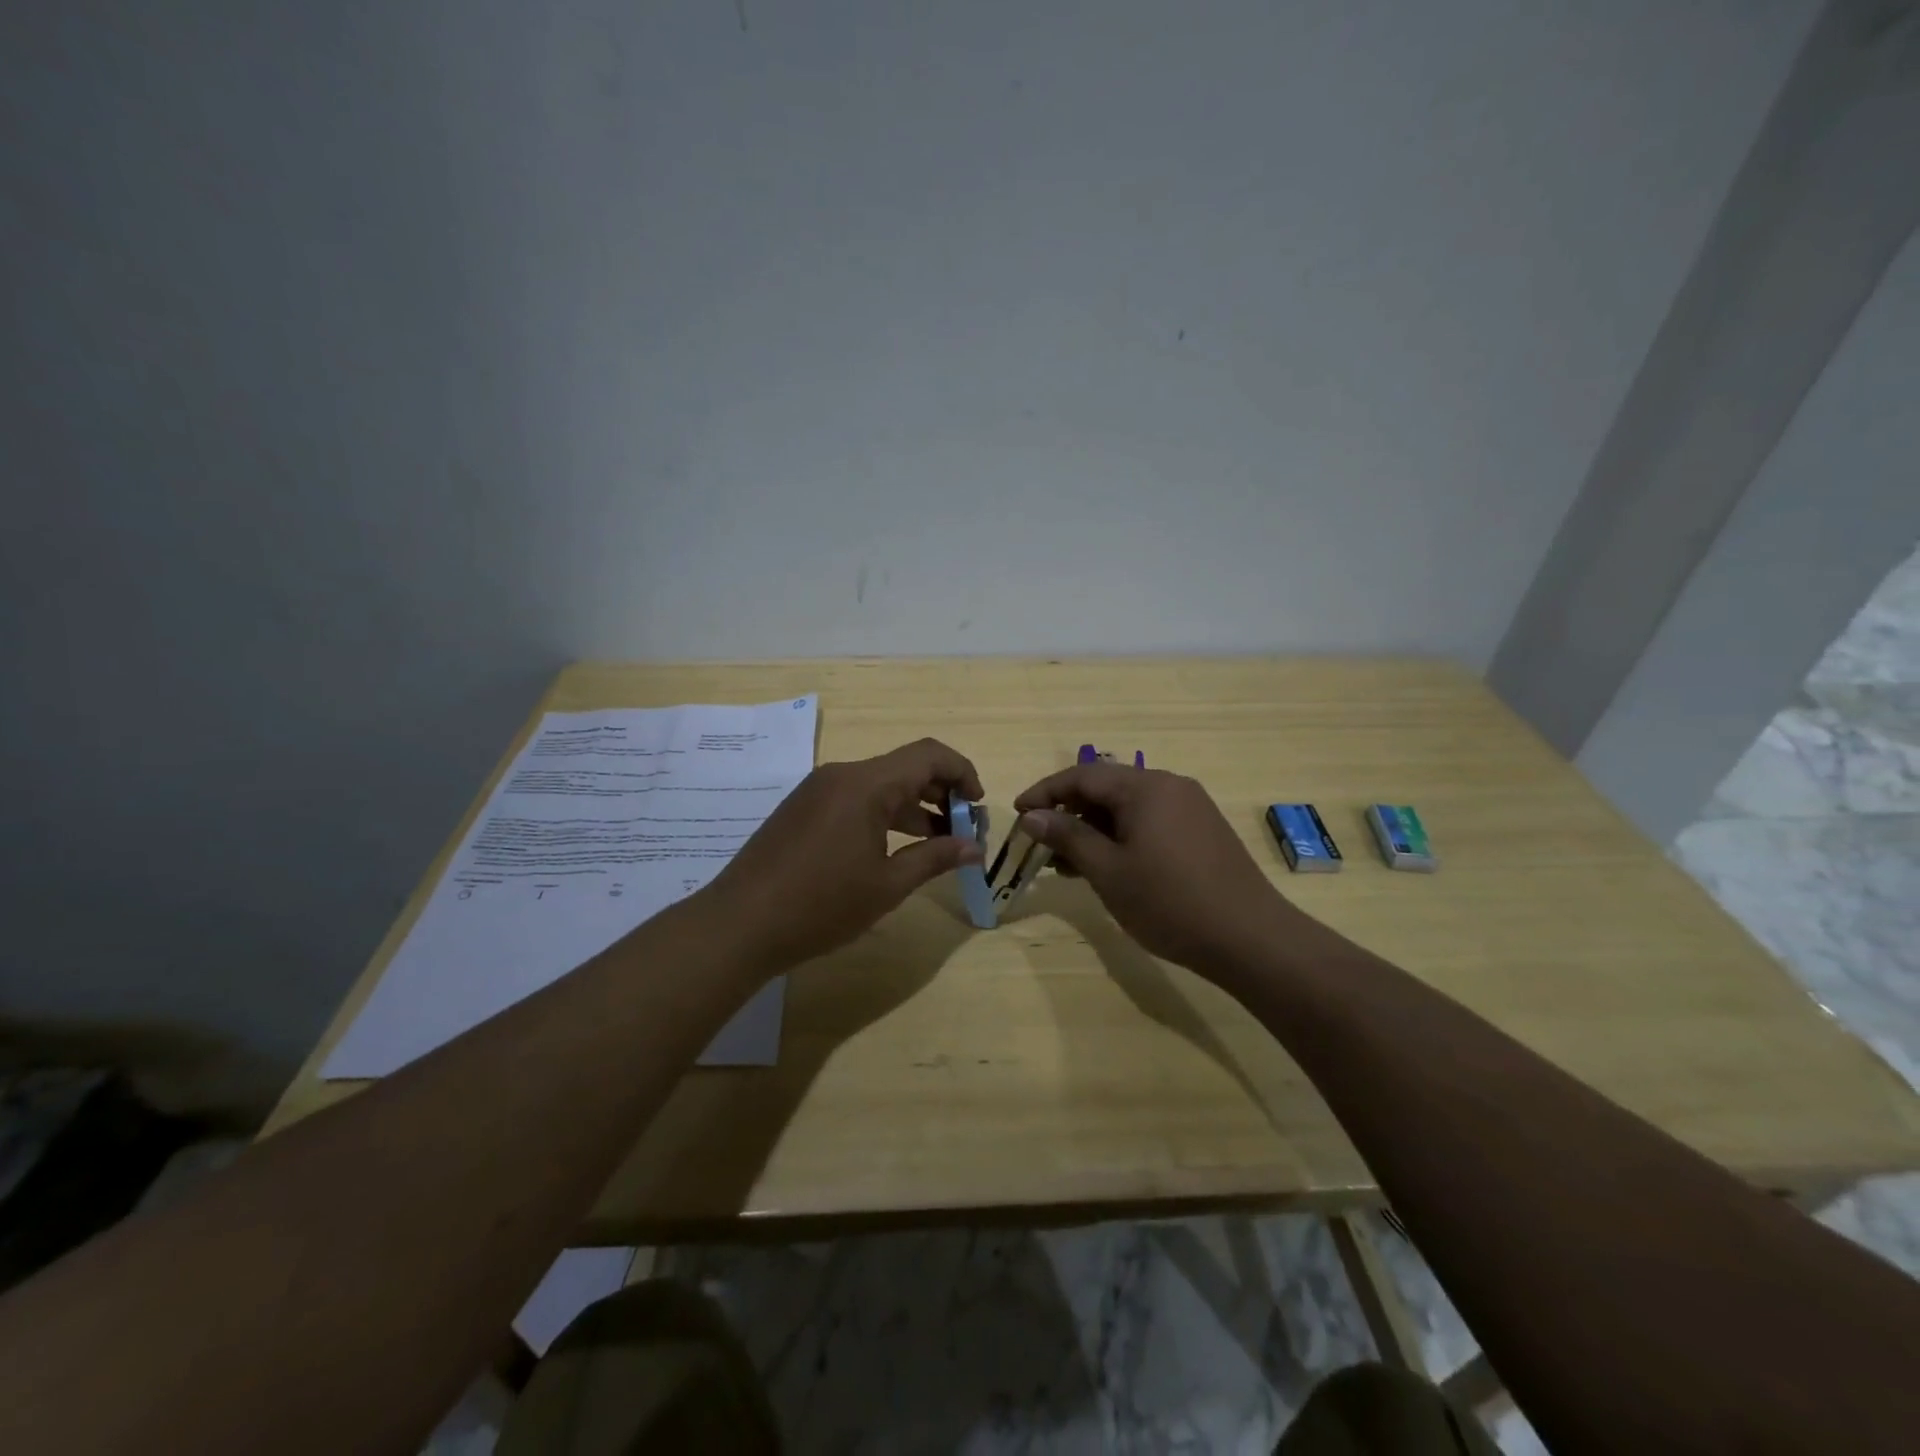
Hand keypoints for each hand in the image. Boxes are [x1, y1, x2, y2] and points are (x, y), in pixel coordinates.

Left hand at [703, 738, 985, 973]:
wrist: (739, 924)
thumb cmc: (821, 905)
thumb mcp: (887, 885)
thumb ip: (935, 858)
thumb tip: (974, 847)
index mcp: (866, 784)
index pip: (929, 755)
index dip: (962, 773)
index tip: (978, 808)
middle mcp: (842, 774)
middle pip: (905, 767)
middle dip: (941, 794)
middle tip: (962, 832)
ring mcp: (818, 789)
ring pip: (880, 784)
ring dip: (913, 807)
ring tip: (936, 845)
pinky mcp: (803, 808)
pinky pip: (855, 798)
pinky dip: (883, 814)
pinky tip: (892, 850)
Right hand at [1014, 764, 1289, 977]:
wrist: (1250, 938)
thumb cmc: (1169, 902)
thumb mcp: (1108, 871)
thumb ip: (1067, 837)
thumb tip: (1032, 816)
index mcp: (1145, 787)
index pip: (1082, 775)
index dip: (1045, 792)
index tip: (1017, 814)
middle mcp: (1169, 786)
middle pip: (1106, 788)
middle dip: (1069, 813)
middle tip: (1040, 844)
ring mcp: (1191, 807)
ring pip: (1128, 807)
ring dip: (1094, 829)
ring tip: (1067, 864)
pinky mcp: (1203, 831)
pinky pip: (1150, 822)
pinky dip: (1121, 837)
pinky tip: (1107, 867)